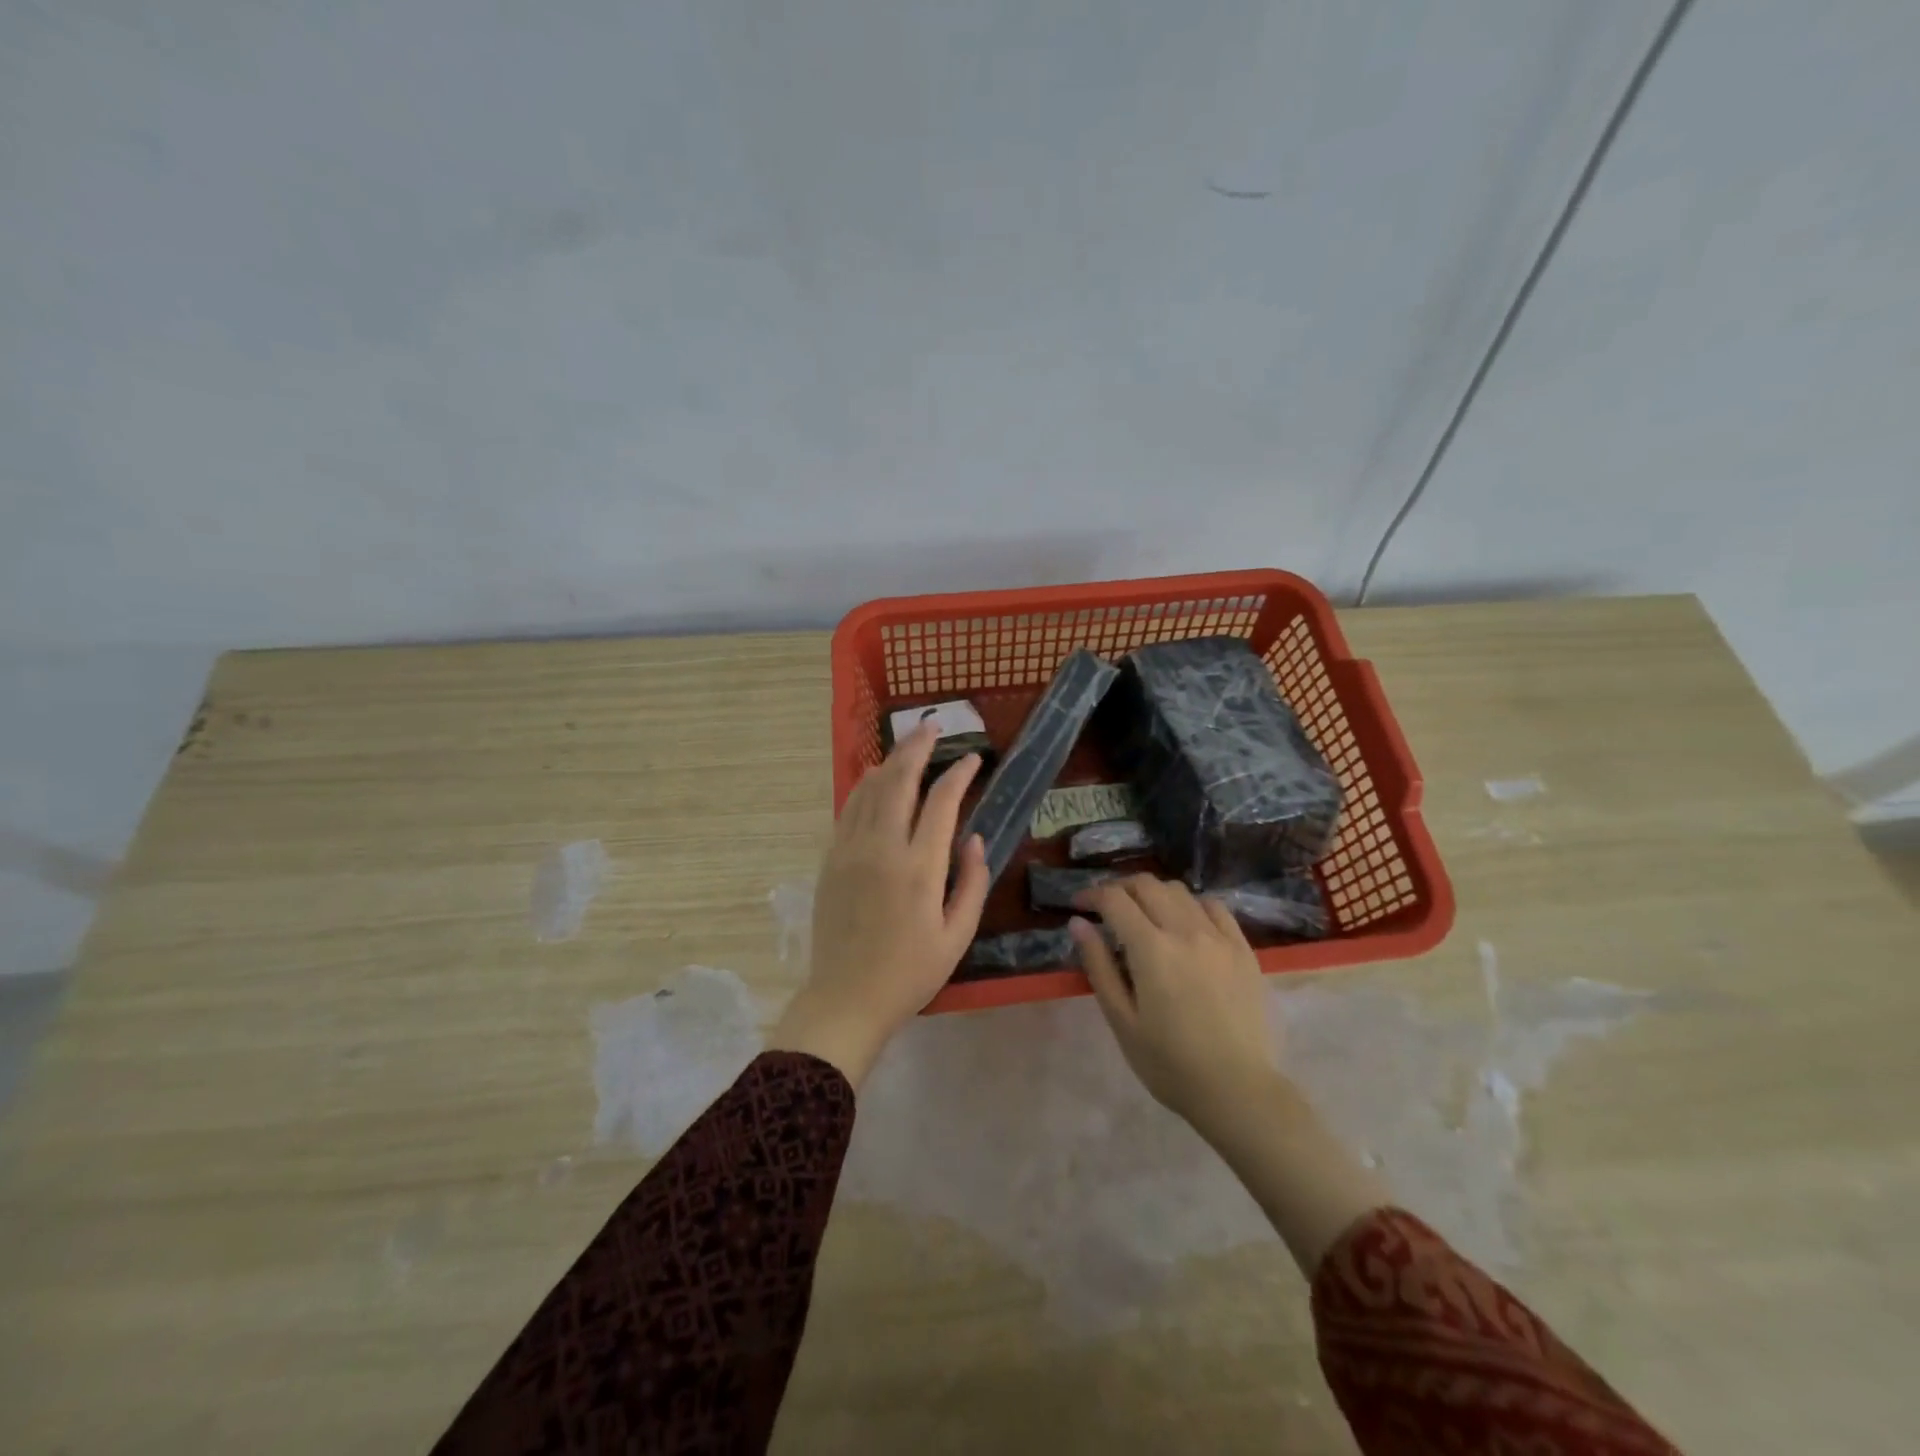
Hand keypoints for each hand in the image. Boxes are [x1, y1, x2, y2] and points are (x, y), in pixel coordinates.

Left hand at [768, 721, 989, 1087]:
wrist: (846, 999)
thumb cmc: (910, 973)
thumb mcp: (958, 936)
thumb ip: (972, 882)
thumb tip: (972, 838)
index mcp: (920, 868)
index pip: (942, 802)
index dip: (959, 774)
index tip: (972, 760)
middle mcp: (883, 849)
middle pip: (899, 781)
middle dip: (918, 748)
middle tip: (933, 727)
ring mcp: (851, 851)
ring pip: (870, 789)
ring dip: (890, 761)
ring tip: (908, 744)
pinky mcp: (831, 860)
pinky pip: (849, 810)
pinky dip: (864, 786)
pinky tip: (875, 778)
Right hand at [1070, 876, 1284, 1139]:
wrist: (1237, 1090)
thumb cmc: (1169, 1063)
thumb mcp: (1121, 1020)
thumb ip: (1098, 965)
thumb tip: (1078, 923)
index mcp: (1152, 949)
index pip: (1115, 899)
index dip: (1091, 895)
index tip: (1078, 905)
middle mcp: (1186, 931)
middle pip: (1147, 885)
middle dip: (1120, 888)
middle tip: (1106, 908)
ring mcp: (1219, 937)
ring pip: (1180, 891)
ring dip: (1154, 894)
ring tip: (1144, 915)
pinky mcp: (1243, 949)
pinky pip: (1214, 907)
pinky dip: (1191, 905)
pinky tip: (1185, 924)